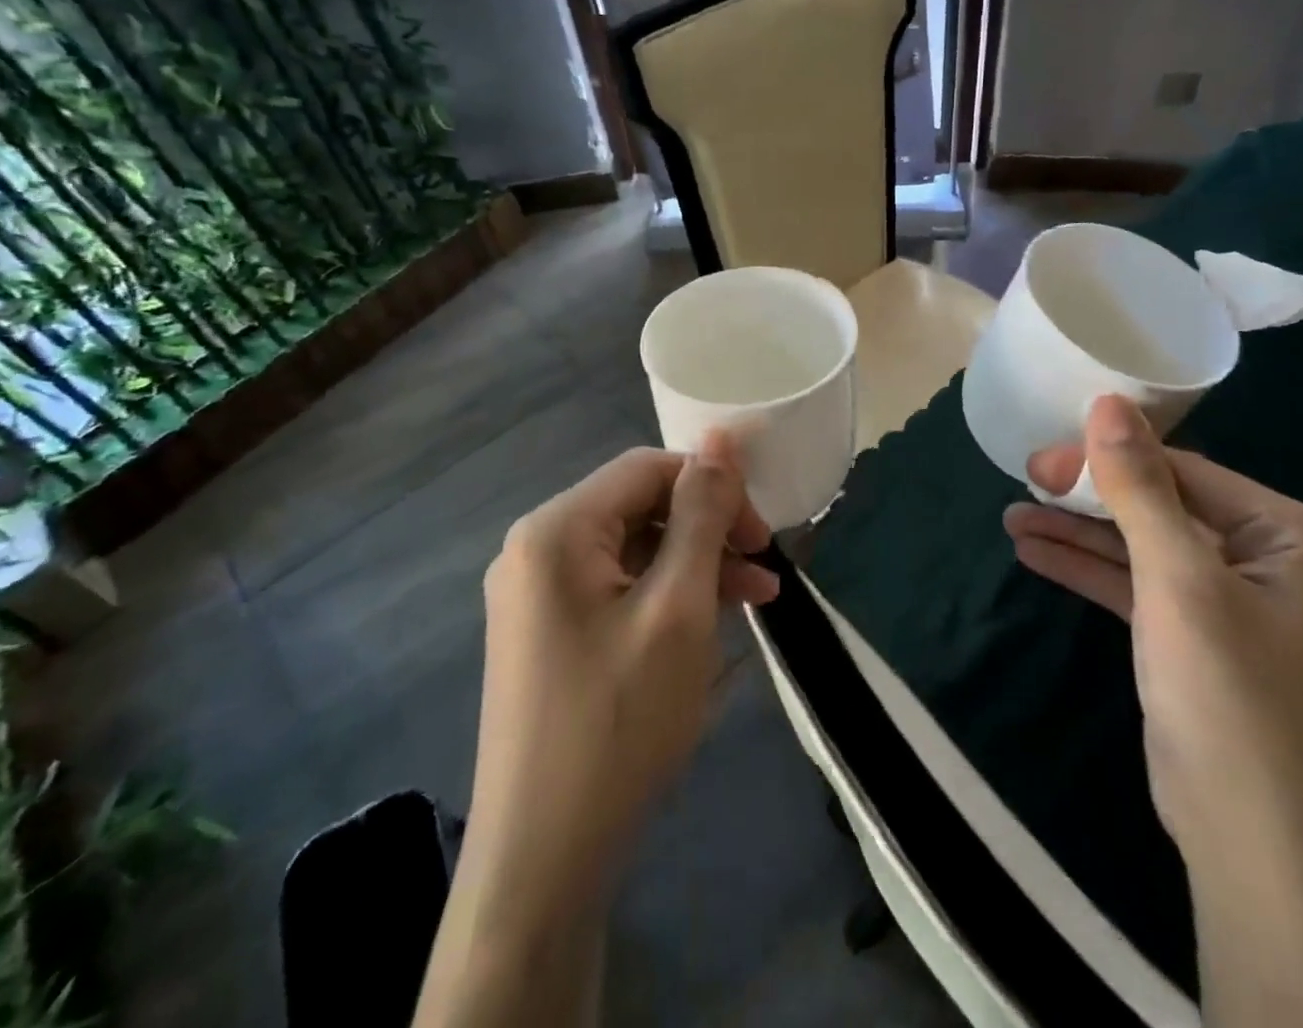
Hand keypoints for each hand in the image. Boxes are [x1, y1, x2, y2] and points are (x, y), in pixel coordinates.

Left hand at [470, 435, 777, 920]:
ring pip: (634, 550)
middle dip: (708, 529)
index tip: (763, 533)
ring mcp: (537, 596)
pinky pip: (618, 589)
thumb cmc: (618, 723)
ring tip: (758, 597)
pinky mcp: (549, 634)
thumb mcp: (678, 608)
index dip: (713, 486)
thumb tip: (722, 438)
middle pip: (639, 507)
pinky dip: (667, 597)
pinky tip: (712, 621)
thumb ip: (702, 514)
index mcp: (556, 530)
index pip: (647, 468)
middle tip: (765, 567)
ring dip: (696, 565)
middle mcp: (536, 550)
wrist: (543, 864)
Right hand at [1005, 398, 1302, 1027]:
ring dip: (1080, 535)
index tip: (1038, 462)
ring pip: (1145, 548)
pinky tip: (1036, 554)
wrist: (1261, 858)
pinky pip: (1141, 589)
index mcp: (1294, 534)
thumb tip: (1108, 401)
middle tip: (1024, 483)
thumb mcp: (1179, 582)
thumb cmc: (1232, 701)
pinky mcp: (1201, 642)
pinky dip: (1091, 572)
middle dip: (1090, 499)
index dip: (1107, 462)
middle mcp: (1273, 560)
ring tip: (1014, 518)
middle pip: (1163, 507)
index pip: (1184, 473)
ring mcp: (1236, 604)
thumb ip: (1140, 488)